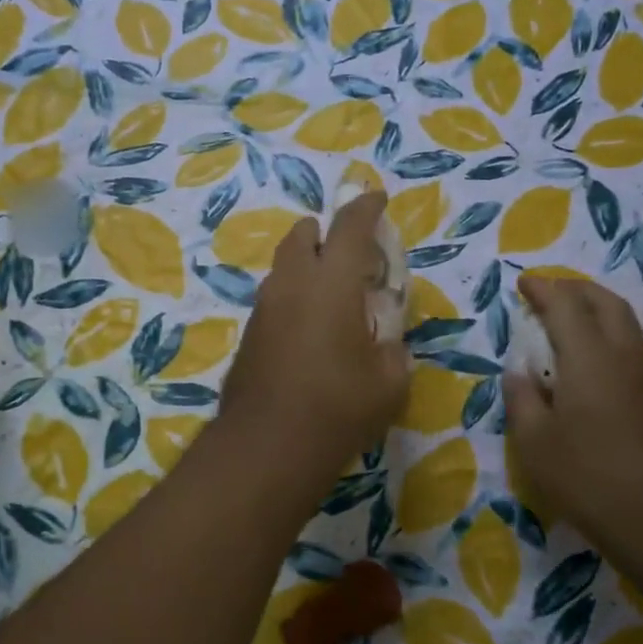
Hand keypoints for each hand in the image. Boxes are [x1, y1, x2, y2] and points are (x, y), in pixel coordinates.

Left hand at [218, 191, 410, 480]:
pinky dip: (293, 296)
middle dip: (323, 232)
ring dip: (305, 264)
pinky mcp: (248, 335)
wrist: (267, 446)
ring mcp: (263, 308)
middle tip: (347, 250)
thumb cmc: (339, 408)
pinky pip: (274, 298)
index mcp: (331, 283)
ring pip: (282, 268)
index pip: (349, 227)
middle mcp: (291, 284)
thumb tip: (388, 345)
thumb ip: (393, 351)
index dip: (365, 208)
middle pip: (302, 236)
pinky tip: (308, 326)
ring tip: (329, 291)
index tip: (376, 198)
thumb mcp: (390, 383)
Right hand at [503, 275, 642, 555]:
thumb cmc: (587, 475)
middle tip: (546, 293)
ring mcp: (641, 376)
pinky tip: (584, 356)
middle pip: (604, 303)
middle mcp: (620, 356)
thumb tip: (518, 372)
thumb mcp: (534, 441)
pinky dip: (603, 332)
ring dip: (593, 308)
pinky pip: (627, 344)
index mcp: (588, 357)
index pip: (565, 306)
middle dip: (574, 289)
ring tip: (564, 318)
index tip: (522, 283)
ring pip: (622, 321)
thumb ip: (522, 398)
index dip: (543, 290)